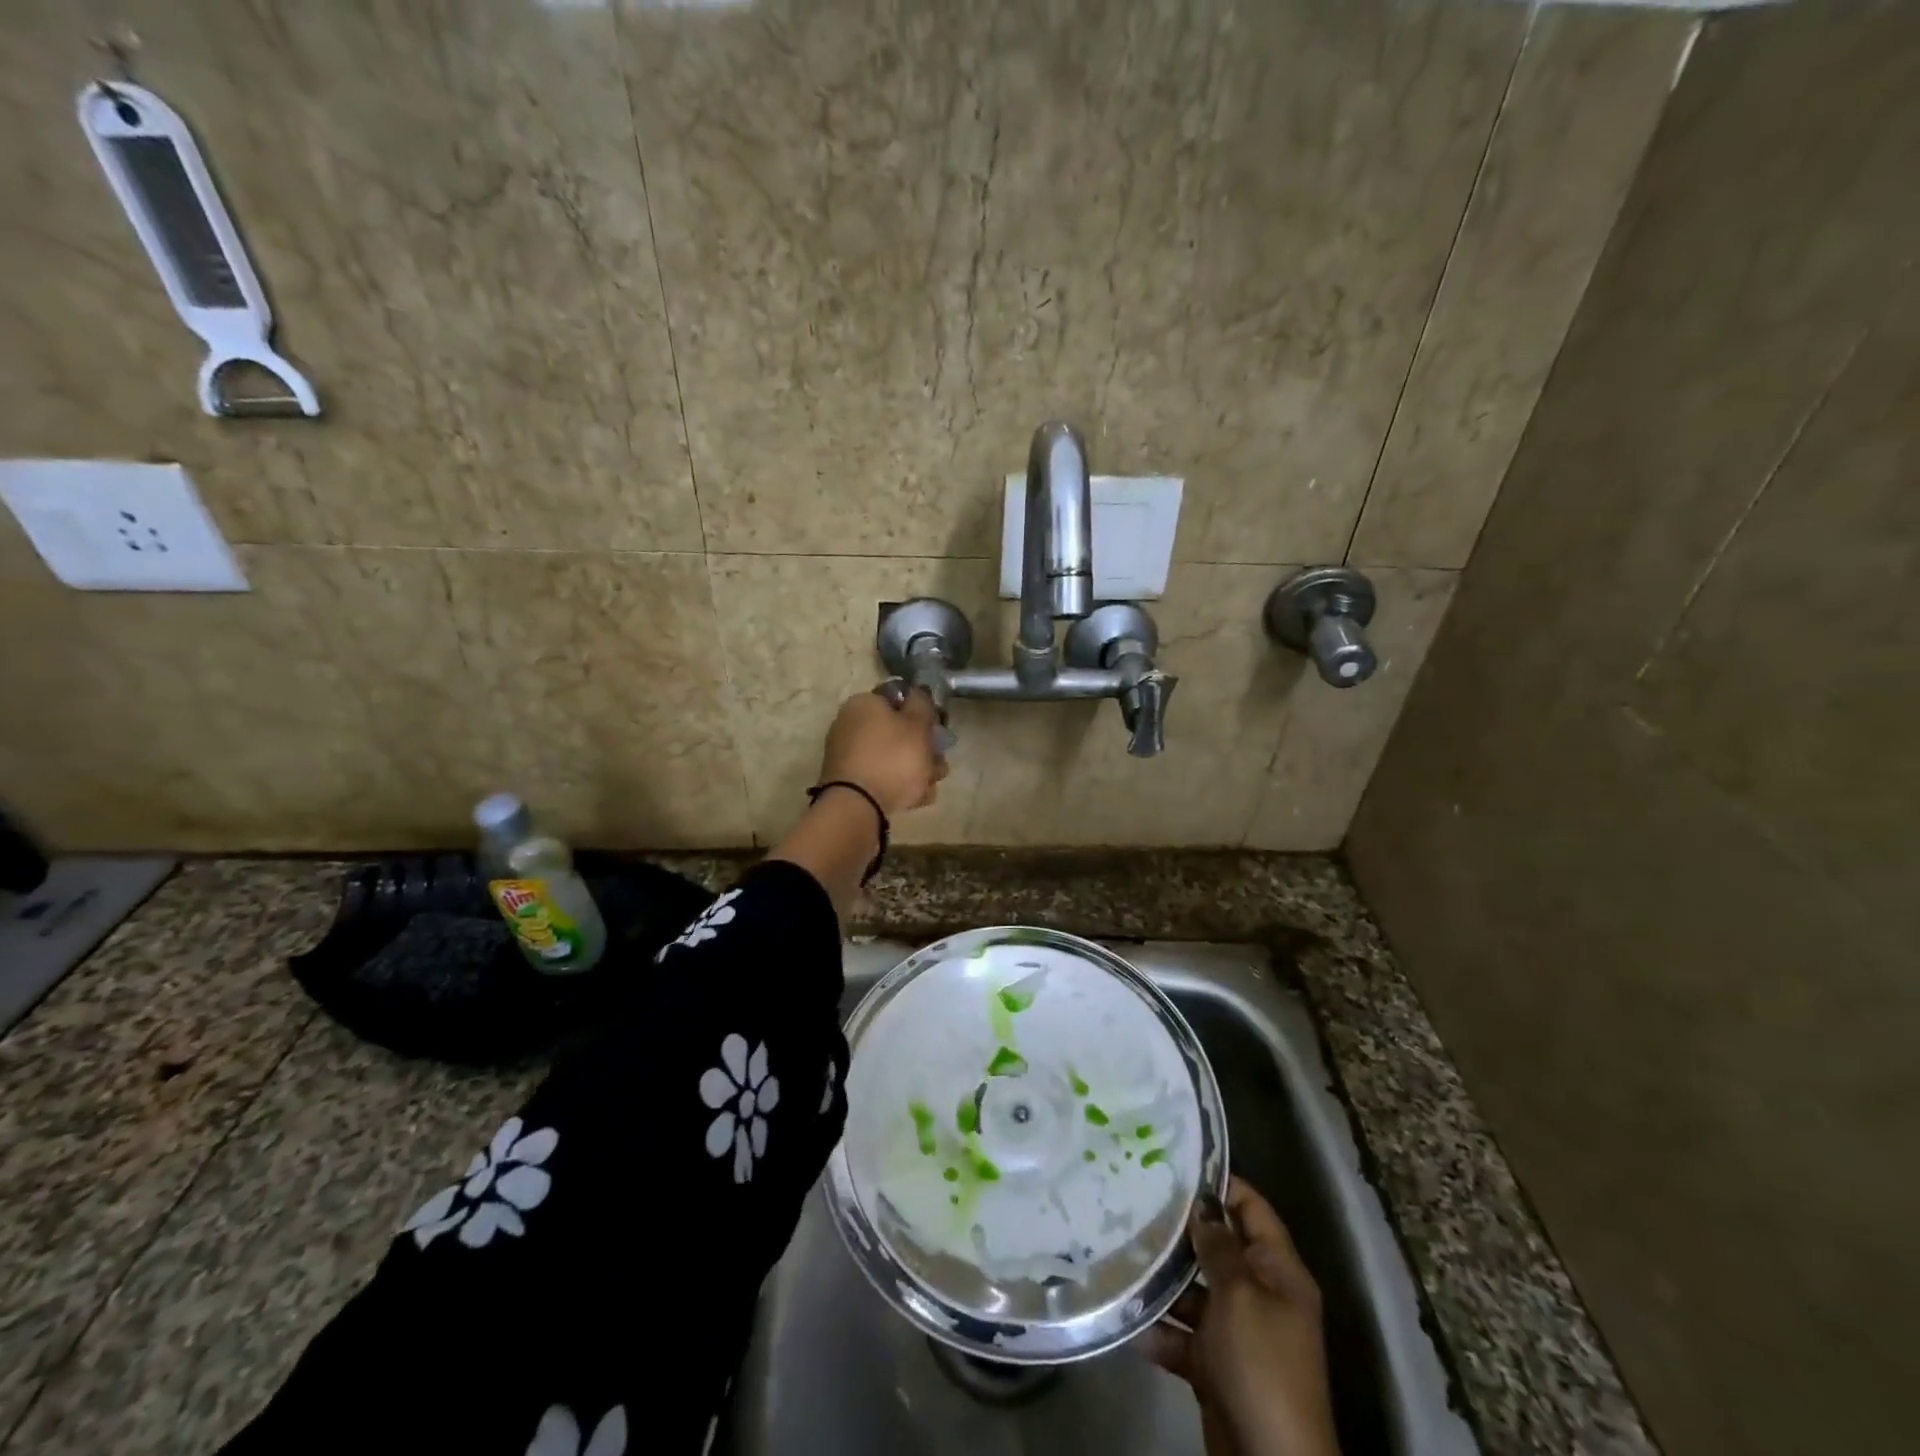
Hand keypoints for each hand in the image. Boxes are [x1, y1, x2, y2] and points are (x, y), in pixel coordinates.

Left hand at [818, 688, 948, 818]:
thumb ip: (922, 704)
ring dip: (916, 769)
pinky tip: (917, 798)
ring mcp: (848, 754)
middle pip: (897, 732)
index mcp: (864, 703)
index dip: (923, 713)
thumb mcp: (917, 725)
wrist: (857, 806)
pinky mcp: (849, 781)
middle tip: (940, 765)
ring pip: (891, 757)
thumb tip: (919, 691)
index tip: (937, 731)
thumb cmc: (893, 758)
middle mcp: (851, 724)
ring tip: (932, 786)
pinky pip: (880, 776)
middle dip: (923, 749)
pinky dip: (899, 784)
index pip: (899, 699)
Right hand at [1144, 1178, 1339, 1455]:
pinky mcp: (1216, 1366)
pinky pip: (1183, 1335)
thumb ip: (1219, 1248)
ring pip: (1195, 1292)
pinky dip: (1159, 1328)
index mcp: (1279, 1272)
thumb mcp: (1240, 1296)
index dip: (1219, 1185)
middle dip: (1181, 1231)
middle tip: (1136, 1201)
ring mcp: (1237, 1332)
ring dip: (1163, 1280)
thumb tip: (1203, 1206)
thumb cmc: (1261, 1364)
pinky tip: (1127, 1313)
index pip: (1251, 1209)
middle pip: (1218, 1249)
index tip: (1174, 1165)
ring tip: (1122, 1252)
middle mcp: (1261, 1295)